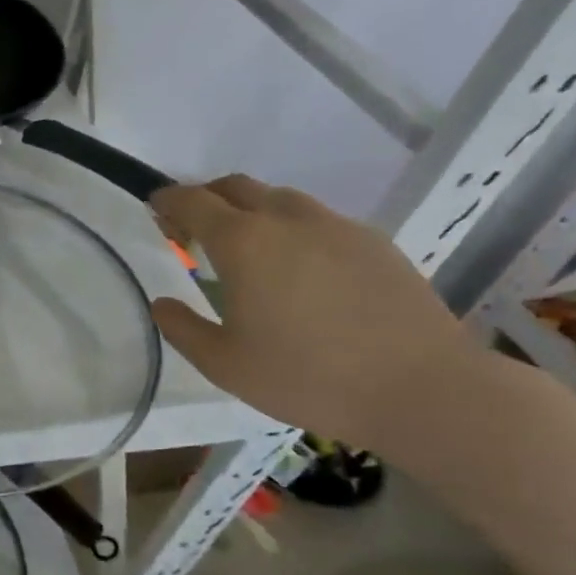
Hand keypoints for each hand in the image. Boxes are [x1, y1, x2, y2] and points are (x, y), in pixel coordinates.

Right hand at [149, 175, 484, 449]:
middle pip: (236, 187)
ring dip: (252, 211)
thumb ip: (182, 327)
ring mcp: (336, 227)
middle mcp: (287, 220)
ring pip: (281, 200)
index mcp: (243, 242)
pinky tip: (300, 270)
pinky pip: (319, 221)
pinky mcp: (375, 243)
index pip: (193, 201)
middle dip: (207, 198)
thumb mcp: (223, 364)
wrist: (420, 388)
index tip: (155, 207)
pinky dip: (293, 230)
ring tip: (247, 249)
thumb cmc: (305, 377)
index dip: (168, 200)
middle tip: (193, 230)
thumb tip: (162, 302)